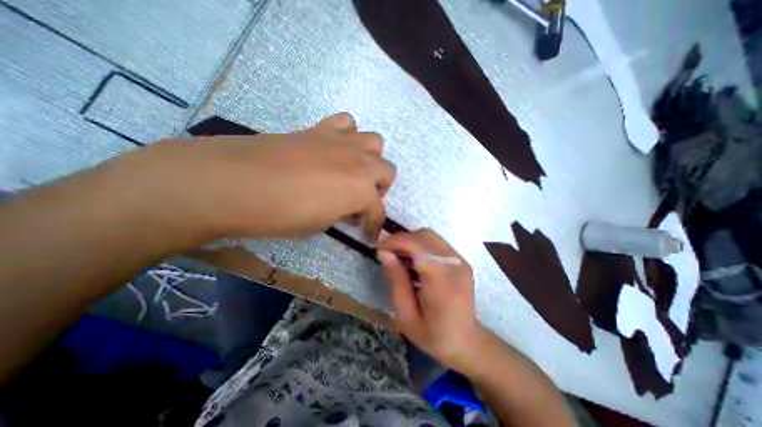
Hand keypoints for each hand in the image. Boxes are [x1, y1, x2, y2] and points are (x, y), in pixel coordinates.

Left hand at [111, 114, 395, 239]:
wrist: (235, 182)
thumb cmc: (281, 214)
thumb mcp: (320, 225)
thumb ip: (341, 212)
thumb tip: (347, 208)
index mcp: (361, 191)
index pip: (378, 212)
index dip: (375, 226)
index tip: (369, 235)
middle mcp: (360, 163)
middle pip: (388, 170)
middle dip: (379, 188)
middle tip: (361, 199)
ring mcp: (342, 142)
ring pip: (375, 142)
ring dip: (369, 159)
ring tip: (353, 171)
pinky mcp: (321, 129)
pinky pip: (347, 123)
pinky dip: (348, 135)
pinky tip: (335, 148)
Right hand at [376, 228, 484, 371]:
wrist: (466, 341)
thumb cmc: (434, 335)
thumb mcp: (406, 315)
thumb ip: (396, 281)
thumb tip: (384, 253)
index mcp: (442, 282)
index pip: (418, 246)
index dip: (396, 242)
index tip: (379, 249)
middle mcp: (455, 265)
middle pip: (425, 235)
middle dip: (401, 239)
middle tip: (387, 253)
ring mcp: (461, 260)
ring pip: (430, 235)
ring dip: (410, 240)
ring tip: (398, 256)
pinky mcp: (461, 260)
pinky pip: (436, 242)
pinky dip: (420, 244)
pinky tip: (412, 260)